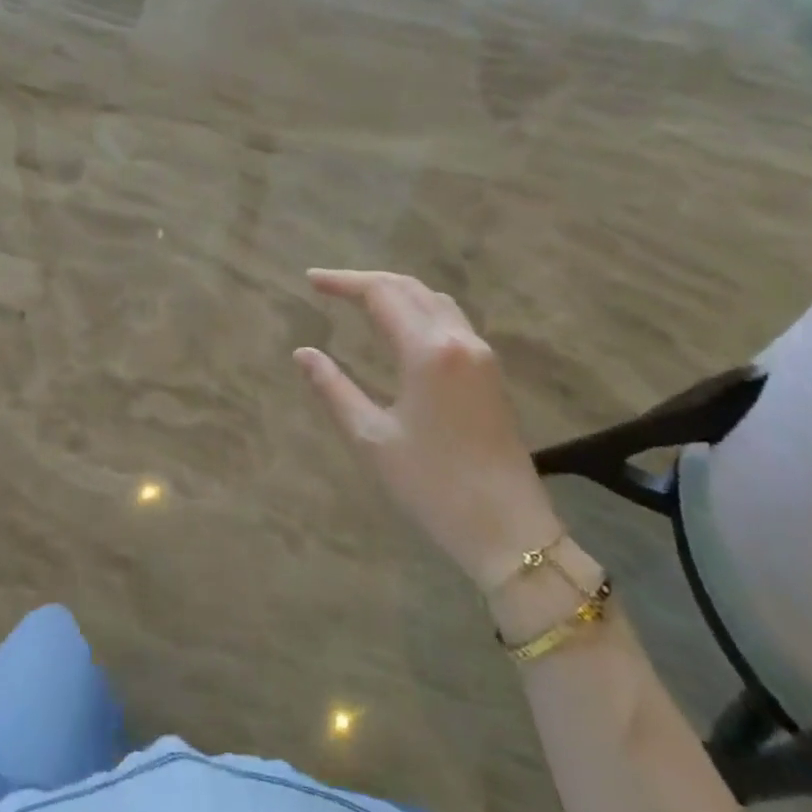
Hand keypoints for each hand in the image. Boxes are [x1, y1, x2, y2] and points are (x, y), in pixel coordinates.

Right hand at [295, 269, 562, 588]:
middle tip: (328, 287)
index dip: (343, 282)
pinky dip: (418, 308)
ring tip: (359, 300)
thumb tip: (302, 353)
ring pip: (434, 300)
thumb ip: (333, 389)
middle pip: (409, 288)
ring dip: (395, 291)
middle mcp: (458, 340)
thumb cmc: (432, 485)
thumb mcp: (371, 438)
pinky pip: (450, 320)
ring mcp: (481, 354)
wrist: (509, 530)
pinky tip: (401, 326)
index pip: (380, 294)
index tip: (310, 280)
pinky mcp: (490, 372)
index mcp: (427, 352)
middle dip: (366, 281)